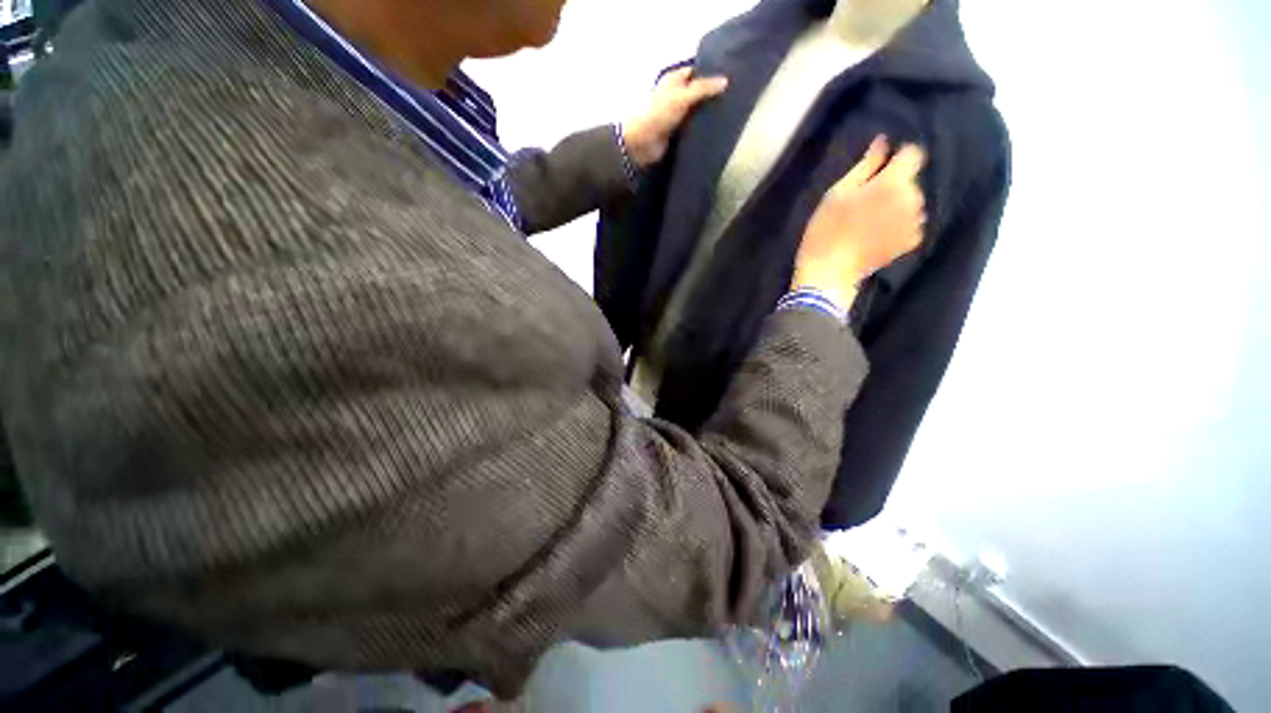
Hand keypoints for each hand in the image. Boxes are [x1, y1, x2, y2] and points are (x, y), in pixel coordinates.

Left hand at [622, 67, 728, 166]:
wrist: (642, 144)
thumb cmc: (659, 114)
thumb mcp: (682, 96)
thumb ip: (703, 89)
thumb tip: (725, 81)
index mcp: (674, 80)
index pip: (696, 71)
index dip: (710, 72)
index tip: (731, 75)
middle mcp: (676, 95)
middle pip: (698, 92)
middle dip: (712, 94)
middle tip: (735, 96)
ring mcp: (677, 115)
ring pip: (697, 110)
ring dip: (708, 113)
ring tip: (730, 113)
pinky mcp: (677, 132)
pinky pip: (693, 127)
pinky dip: (702, 128)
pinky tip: (717, 129)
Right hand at [793, 137, 926, 308]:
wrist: (830, 271)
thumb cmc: (826, 230)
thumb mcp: (837, 193)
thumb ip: (866, 165)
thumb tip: (884, 141)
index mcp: (893, 183)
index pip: (913, 153)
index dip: (898, 157)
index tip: (880, 168)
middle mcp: (912, 199)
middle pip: (910, 181)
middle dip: (893, 185)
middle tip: (864, 203)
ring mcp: (915, 222)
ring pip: (910, 202)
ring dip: (896, 205)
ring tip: (869, 222)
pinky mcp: (913, 241)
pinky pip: (910, 223)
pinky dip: (898, 225)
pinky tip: (876, 235)